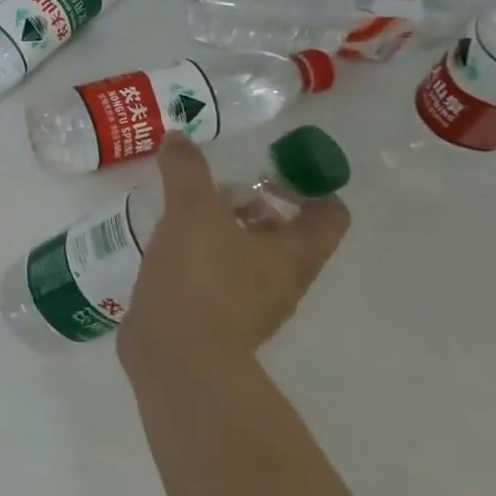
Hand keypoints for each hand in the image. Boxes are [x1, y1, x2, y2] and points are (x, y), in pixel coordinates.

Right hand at [116, 136, 348, 375]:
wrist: (176, 357)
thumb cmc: (201, 280)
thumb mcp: (193, 212)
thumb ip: (187, 170)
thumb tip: (180, 138)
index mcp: (294, 255)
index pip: (329, 213)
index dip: (308, 183)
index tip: (267, 166)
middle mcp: (282, 280)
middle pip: (285, 231)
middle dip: (253, 202)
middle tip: (214, 183)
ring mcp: (249, 302)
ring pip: (248, 253)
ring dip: (223, 228)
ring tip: (182, 207)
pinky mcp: (214, 316)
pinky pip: (216, 274)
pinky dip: (199, 253)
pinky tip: (166, 242)